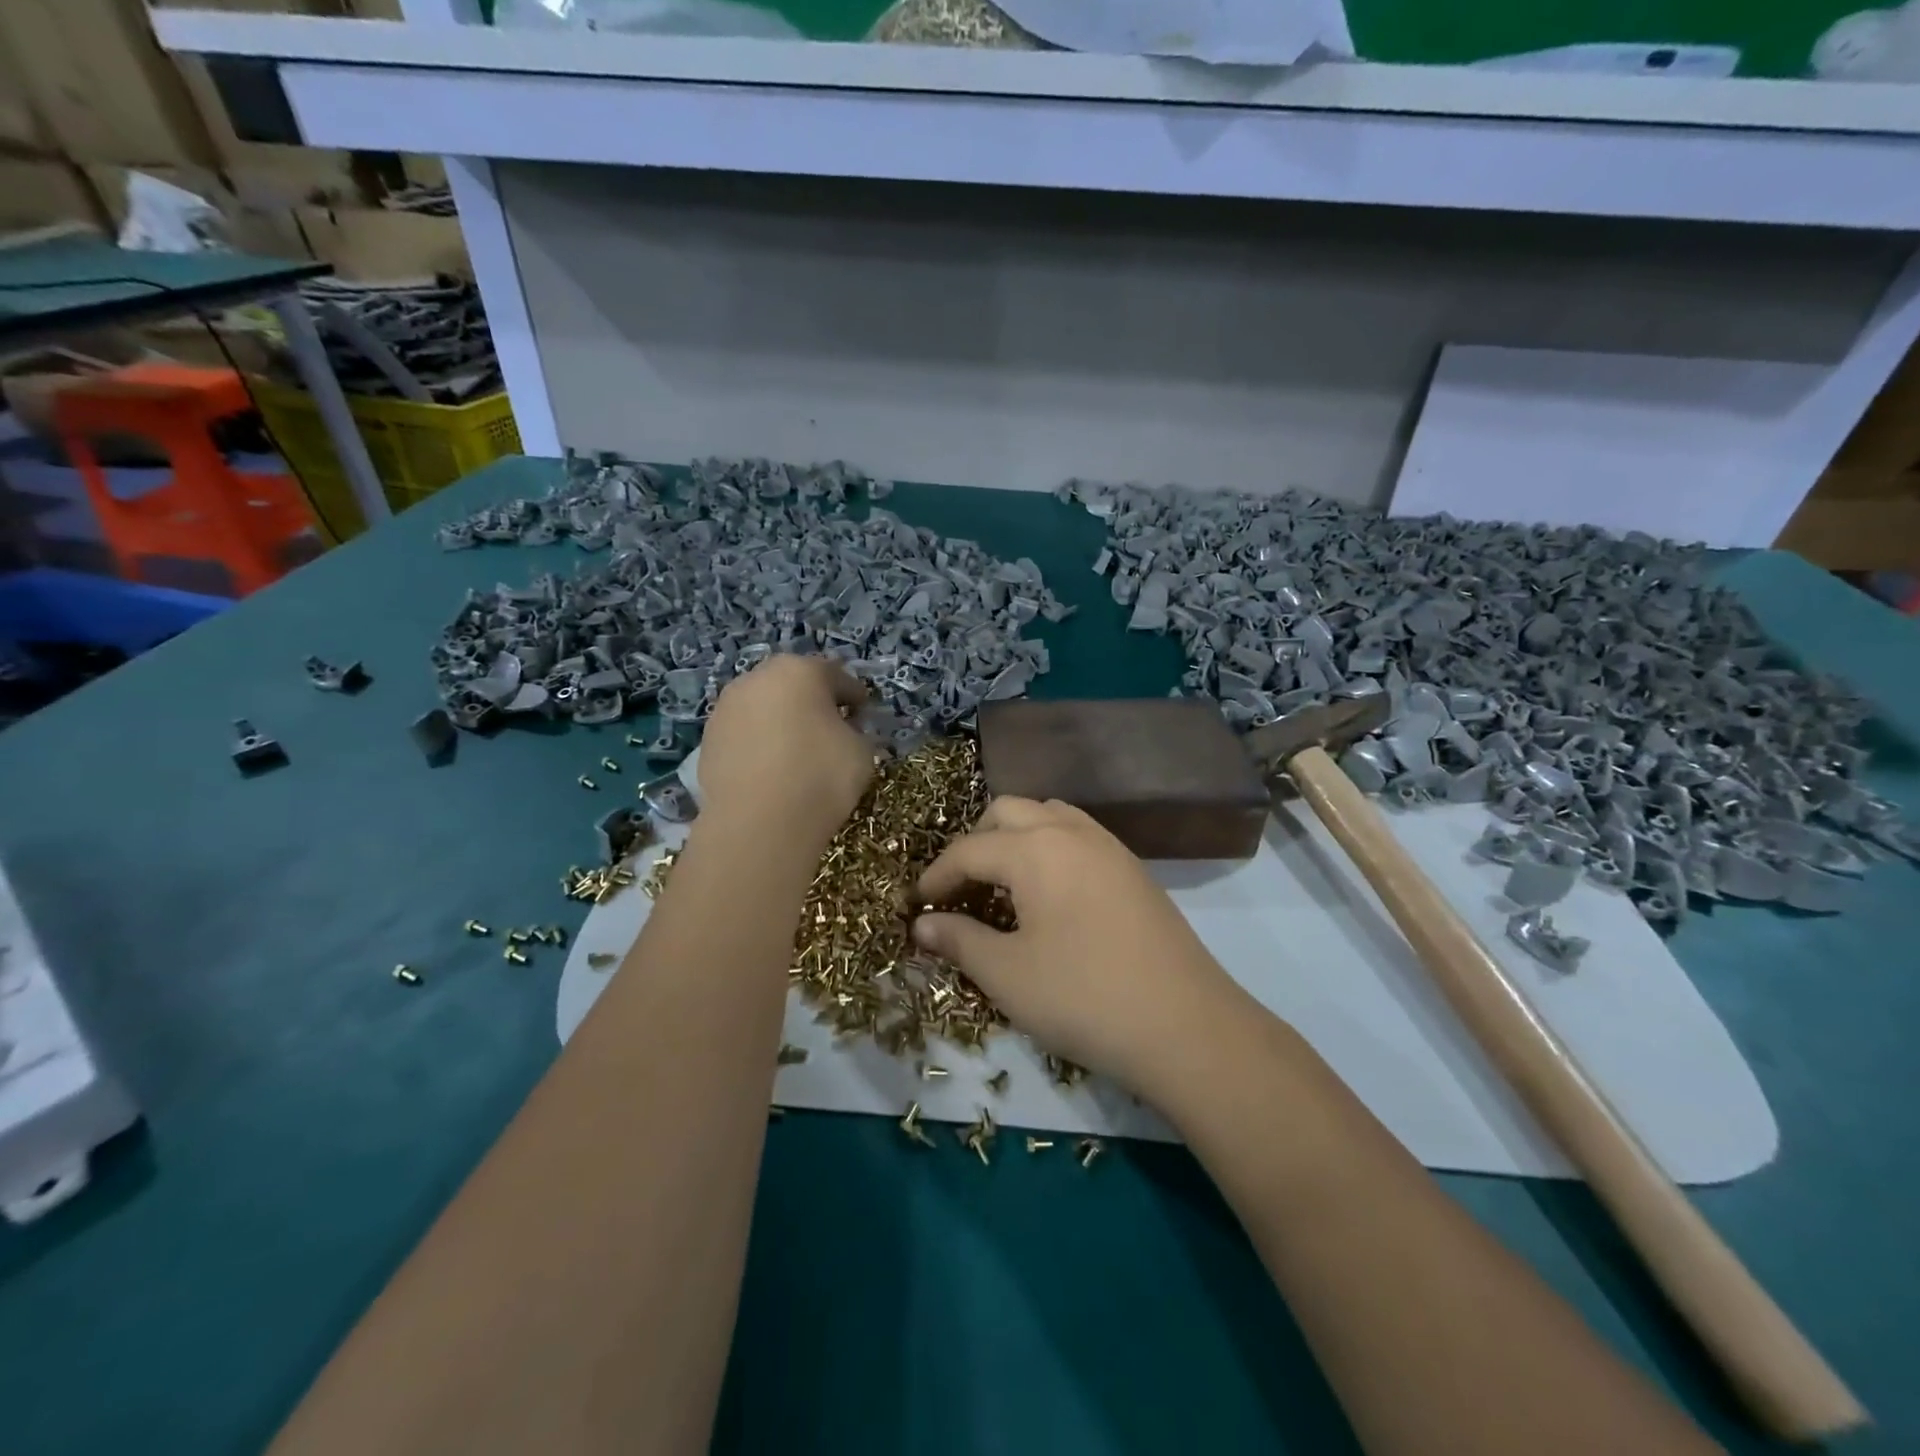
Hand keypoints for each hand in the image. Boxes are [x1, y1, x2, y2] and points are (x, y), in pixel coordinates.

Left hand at [694, 655, 874, 846]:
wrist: (757, 824)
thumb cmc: (820, 775)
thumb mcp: (862, 751)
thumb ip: (856, 732)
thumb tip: (844, 732)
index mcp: (799, 670)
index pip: (836, 676)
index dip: (854, 696)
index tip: (864, 714)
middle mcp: (756, 678)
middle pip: (793, 685)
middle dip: (812, 703)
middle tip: (831, 729)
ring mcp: (726, 708)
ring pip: (764, 708)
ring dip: (781, 722)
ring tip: (798, 753)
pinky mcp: (707, 741)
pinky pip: (744, 735)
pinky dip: (759, 745)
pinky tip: (772, 771)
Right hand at [913, 797, 1242, 1089]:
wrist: (1186, 1026)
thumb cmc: (1083, 997)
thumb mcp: (1007, 974)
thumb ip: (959, 940)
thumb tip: (923, 924)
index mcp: (1035, 848)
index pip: (969, 849)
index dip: (936, 876)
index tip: (915, 905)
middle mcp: (1071, 831)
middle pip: (1008, 812)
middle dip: (975, 842)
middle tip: (960, 888)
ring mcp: (1109, 846)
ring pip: (1048, 815)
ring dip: (1016, 837)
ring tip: (1003, 885)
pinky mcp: (1133, 868)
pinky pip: (1078, 836)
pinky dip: (1050, 847)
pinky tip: (1049, 895)